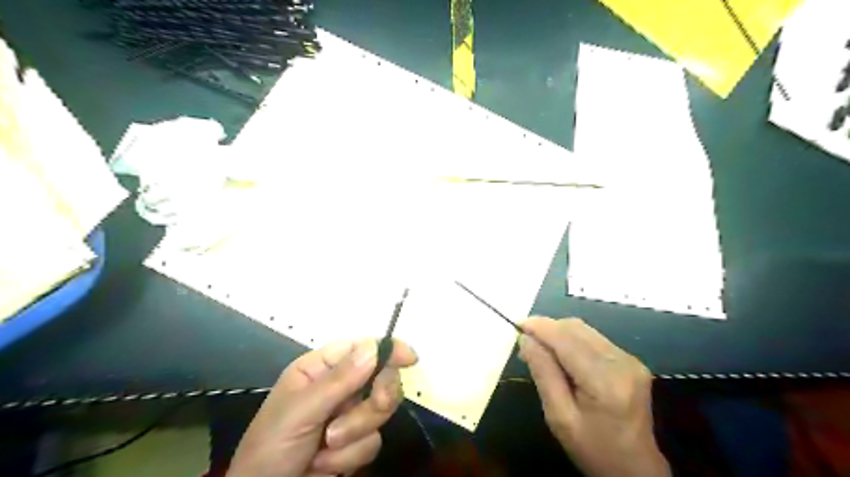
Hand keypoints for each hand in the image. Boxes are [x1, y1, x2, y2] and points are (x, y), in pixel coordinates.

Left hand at [227, 339, 417, 476]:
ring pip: (380, 412)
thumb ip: (339, 380)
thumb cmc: (271, 447)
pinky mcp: (355, 443)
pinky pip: (373, 442)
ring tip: (325, 447)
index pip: (362, 348)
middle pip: (381, 378)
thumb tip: (375, 347)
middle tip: (373, 406)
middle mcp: (339, 387)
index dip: (388, 350)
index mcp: (321, 369)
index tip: (410, 358)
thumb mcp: (300, 411)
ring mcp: (348, 415)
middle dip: (374, 400)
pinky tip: (324, 464)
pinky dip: (350, 457)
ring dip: (355, 433)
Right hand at [518, 316, 671, 475]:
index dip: (541, 328)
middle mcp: (622, 362)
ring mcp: (630, 360)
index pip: (567, 340)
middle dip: (547, 329)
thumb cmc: (593, 448)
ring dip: (559, 333)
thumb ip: (543, 374)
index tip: (517, 324)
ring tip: (540, 349)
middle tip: (525, 342)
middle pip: (576, 329)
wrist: (635, 468)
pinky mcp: (631, 361)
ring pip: (584, 330)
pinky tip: (561, 355)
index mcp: (605, 381)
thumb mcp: (559, 417)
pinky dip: (572, 341)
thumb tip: (526, 340)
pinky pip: (594, 339)